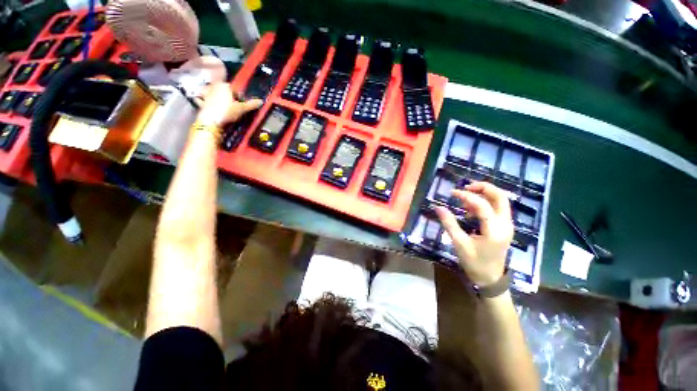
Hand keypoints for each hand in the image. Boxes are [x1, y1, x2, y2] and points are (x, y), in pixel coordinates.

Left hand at [196, 83, 262, 126]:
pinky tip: (206, 104)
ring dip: (214, 95)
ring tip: (221, 104)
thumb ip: (251, 104)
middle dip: (227, 95)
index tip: (241, 104)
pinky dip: (204, 101)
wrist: (211, 120)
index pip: (234, 89)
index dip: (239, 96)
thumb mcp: (242, 109)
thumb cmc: (227, 111)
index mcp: (225, 86)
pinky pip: (203, 99)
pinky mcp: (201, 101)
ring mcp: (206, 94)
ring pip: (212, 92)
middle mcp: (214, 86)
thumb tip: (261, 101)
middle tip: (233, 105)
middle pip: (223, 90)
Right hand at [435, 181, 513, 285]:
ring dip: (484, 194)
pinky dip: (485, 203)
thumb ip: (449, 223)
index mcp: (494, 230)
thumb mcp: (459, 243)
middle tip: (466, 186)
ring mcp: (507, 225)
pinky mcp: (505, 226)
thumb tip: (438, 207)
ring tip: (465, 198)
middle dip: (483, 187)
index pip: (482, 205)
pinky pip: (497, 208)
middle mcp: (505, 224)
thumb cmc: (474, 262)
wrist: (491, 278)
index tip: (452, 193)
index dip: (466, 196)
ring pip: (500, 201)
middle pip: (500, 197)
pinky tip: (471, 209)